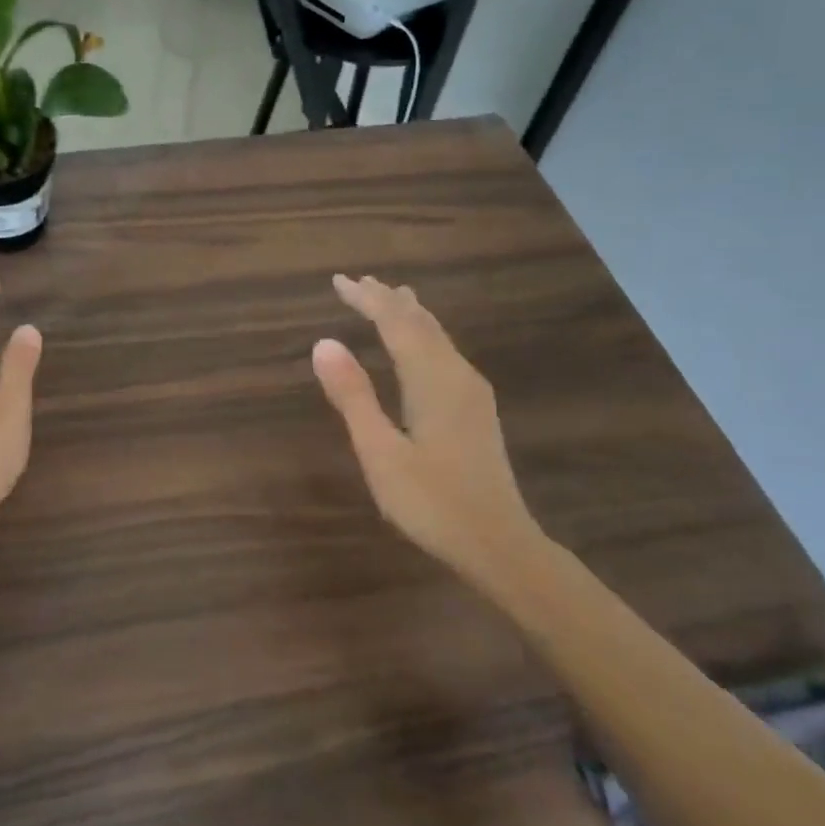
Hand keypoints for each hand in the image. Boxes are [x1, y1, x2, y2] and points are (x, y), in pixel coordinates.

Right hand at [312, 274, 539, 582]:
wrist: (500, 544)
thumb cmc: (432, 502)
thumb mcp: (380, 452)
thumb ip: (353, 395)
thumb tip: (324, 342)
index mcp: (432, 379)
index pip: (396, 323)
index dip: (367, 299)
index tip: (339, 281)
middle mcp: (456, 375)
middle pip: (421, 323)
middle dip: (388, 300)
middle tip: (358, 283)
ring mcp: (472, 392)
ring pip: (438, 337)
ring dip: (408, 315)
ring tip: (390, 297)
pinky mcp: (476, 409)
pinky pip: (445, 353)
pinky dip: (423, 336)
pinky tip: (420, 345)